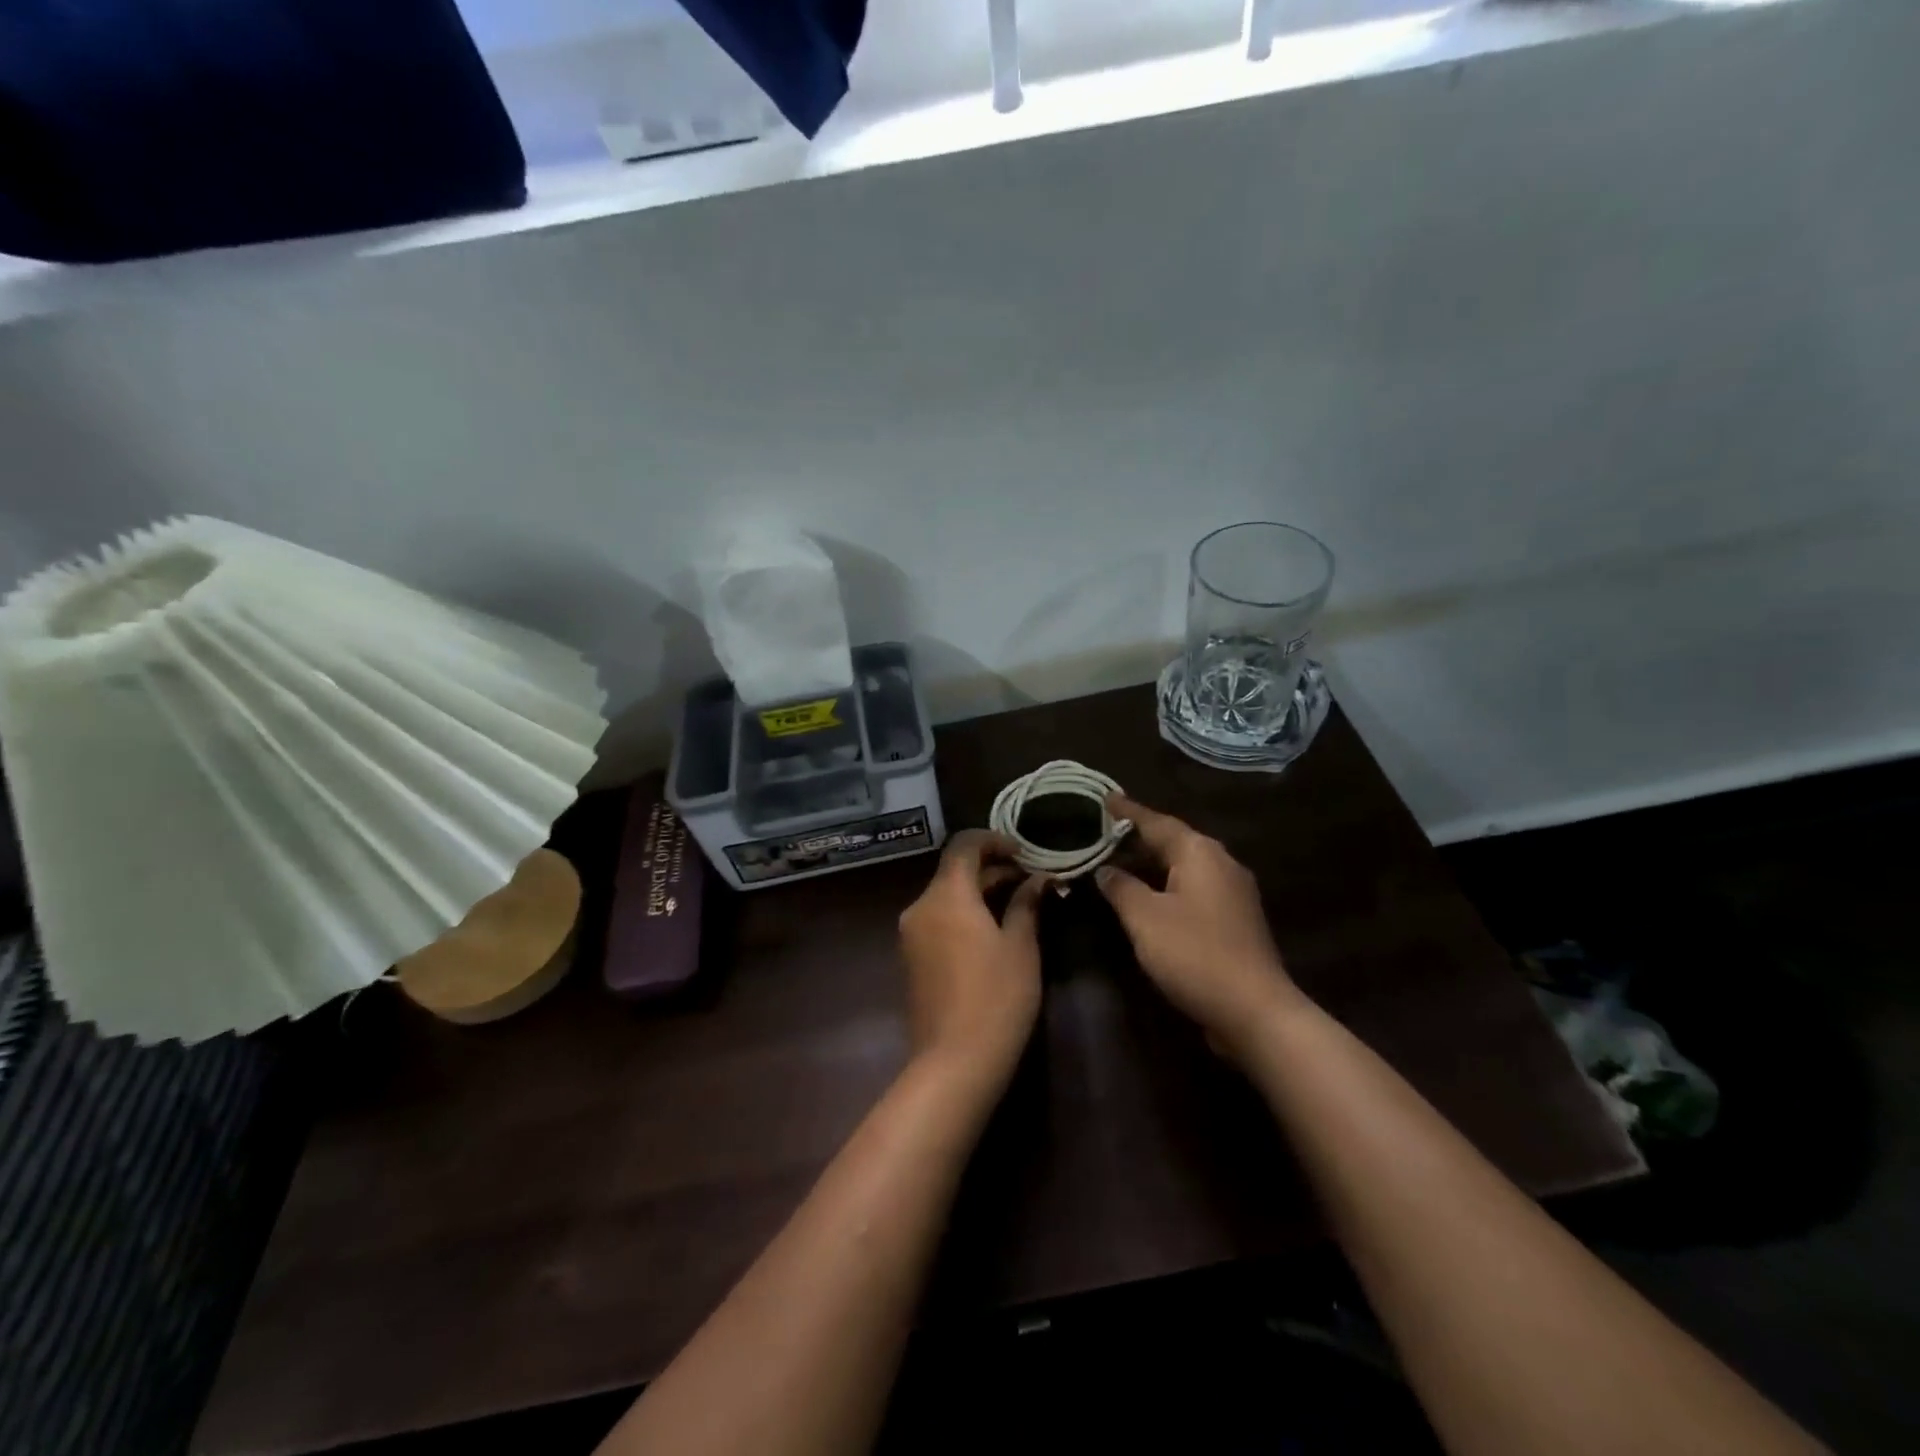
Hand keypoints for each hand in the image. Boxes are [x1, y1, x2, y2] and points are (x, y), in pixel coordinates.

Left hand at [898, 830, 1045, 1086]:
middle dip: (991, 868)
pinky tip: (992, 929)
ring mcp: (911, 934)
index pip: (964, 845)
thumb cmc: (996, 998)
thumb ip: (1026, 904)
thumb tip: (1037, 880)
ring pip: (946, 895)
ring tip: (1018, 902)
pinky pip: (938, 919)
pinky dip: (964, 912)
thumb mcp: (1020, 947)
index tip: (1024, 852)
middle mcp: (921, 907)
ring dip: (978, 891)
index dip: (994, 840)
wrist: (954, 1061)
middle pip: (954, 870)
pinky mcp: (911, 958)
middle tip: (1030, 878)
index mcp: (946, 895)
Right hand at [1095, 795, 1302, 1053]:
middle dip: (1139, 836)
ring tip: (1120, 860)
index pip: (1156, 822)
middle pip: (1173, 840)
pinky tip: (1149, 896)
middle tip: (1104, 830)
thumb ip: (1121, 887)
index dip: (1127, 811)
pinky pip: (1193, 888)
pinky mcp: (1235, 919)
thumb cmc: (1194, 954)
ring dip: (1152, 862)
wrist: (1255, 1010)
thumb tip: (1105, 869)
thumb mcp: (1145, 918)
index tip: (1104, 796)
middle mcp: (1221, 863)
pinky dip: (1167, 885)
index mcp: (1200, 853)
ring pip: (1184, 865)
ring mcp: (1233, 892)